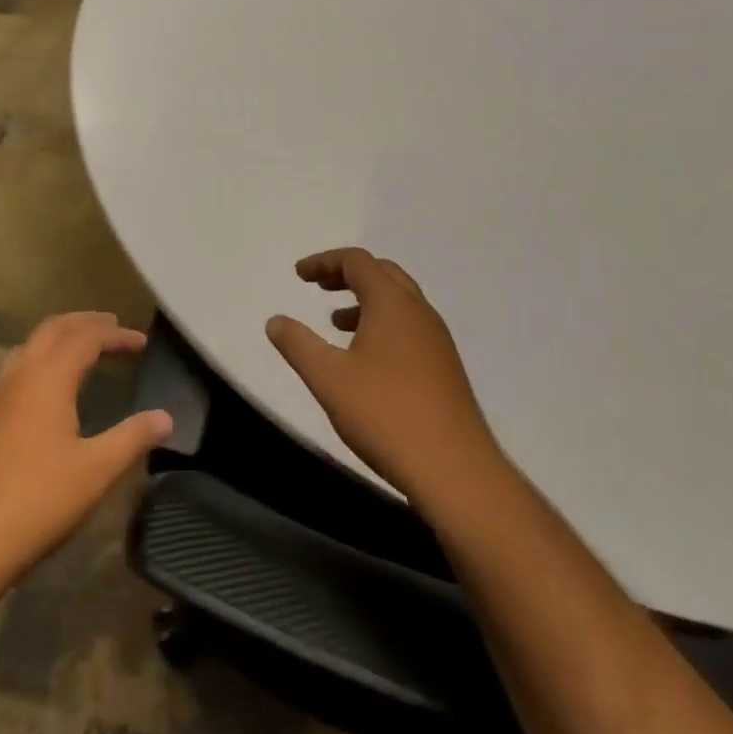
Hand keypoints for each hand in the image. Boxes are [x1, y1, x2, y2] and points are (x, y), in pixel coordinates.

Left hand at [0, 312, 171, 600]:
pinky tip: (49, 387)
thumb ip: (132, 438)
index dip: (116, 335)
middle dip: (85, 323)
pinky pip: (18, 366)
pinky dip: (42, 358)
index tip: (141, 341)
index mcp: (49, 376)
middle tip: (113, 327)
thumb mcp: (95, 472)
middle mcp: (20, 373)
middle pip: (54, 328)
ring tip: (83, 348)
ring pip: (31, 344)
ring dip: (60, 336)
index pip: (87, 337)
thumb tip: (166, 417)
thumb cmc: (36, 501)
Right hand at [267, 248, 497, 507]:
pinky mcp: (445, 367)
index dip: (324, 261)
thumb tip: (275, 321)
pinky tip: (367, 359)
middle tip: (319, 287)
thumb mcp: (328, 379)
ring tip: (336, 322)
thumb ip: (298, 344)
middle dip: (347, 274)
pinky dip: (383, 323)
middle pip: (382, 273)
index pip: (357, 261)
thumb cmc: (386, 415)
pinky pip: (409, 326)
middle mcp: (419, 311)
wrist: (457, 473)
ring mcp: (437, 340)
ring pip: (398, 301)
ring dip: (365, 300)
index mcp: (392, 303)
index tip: (299, 274)